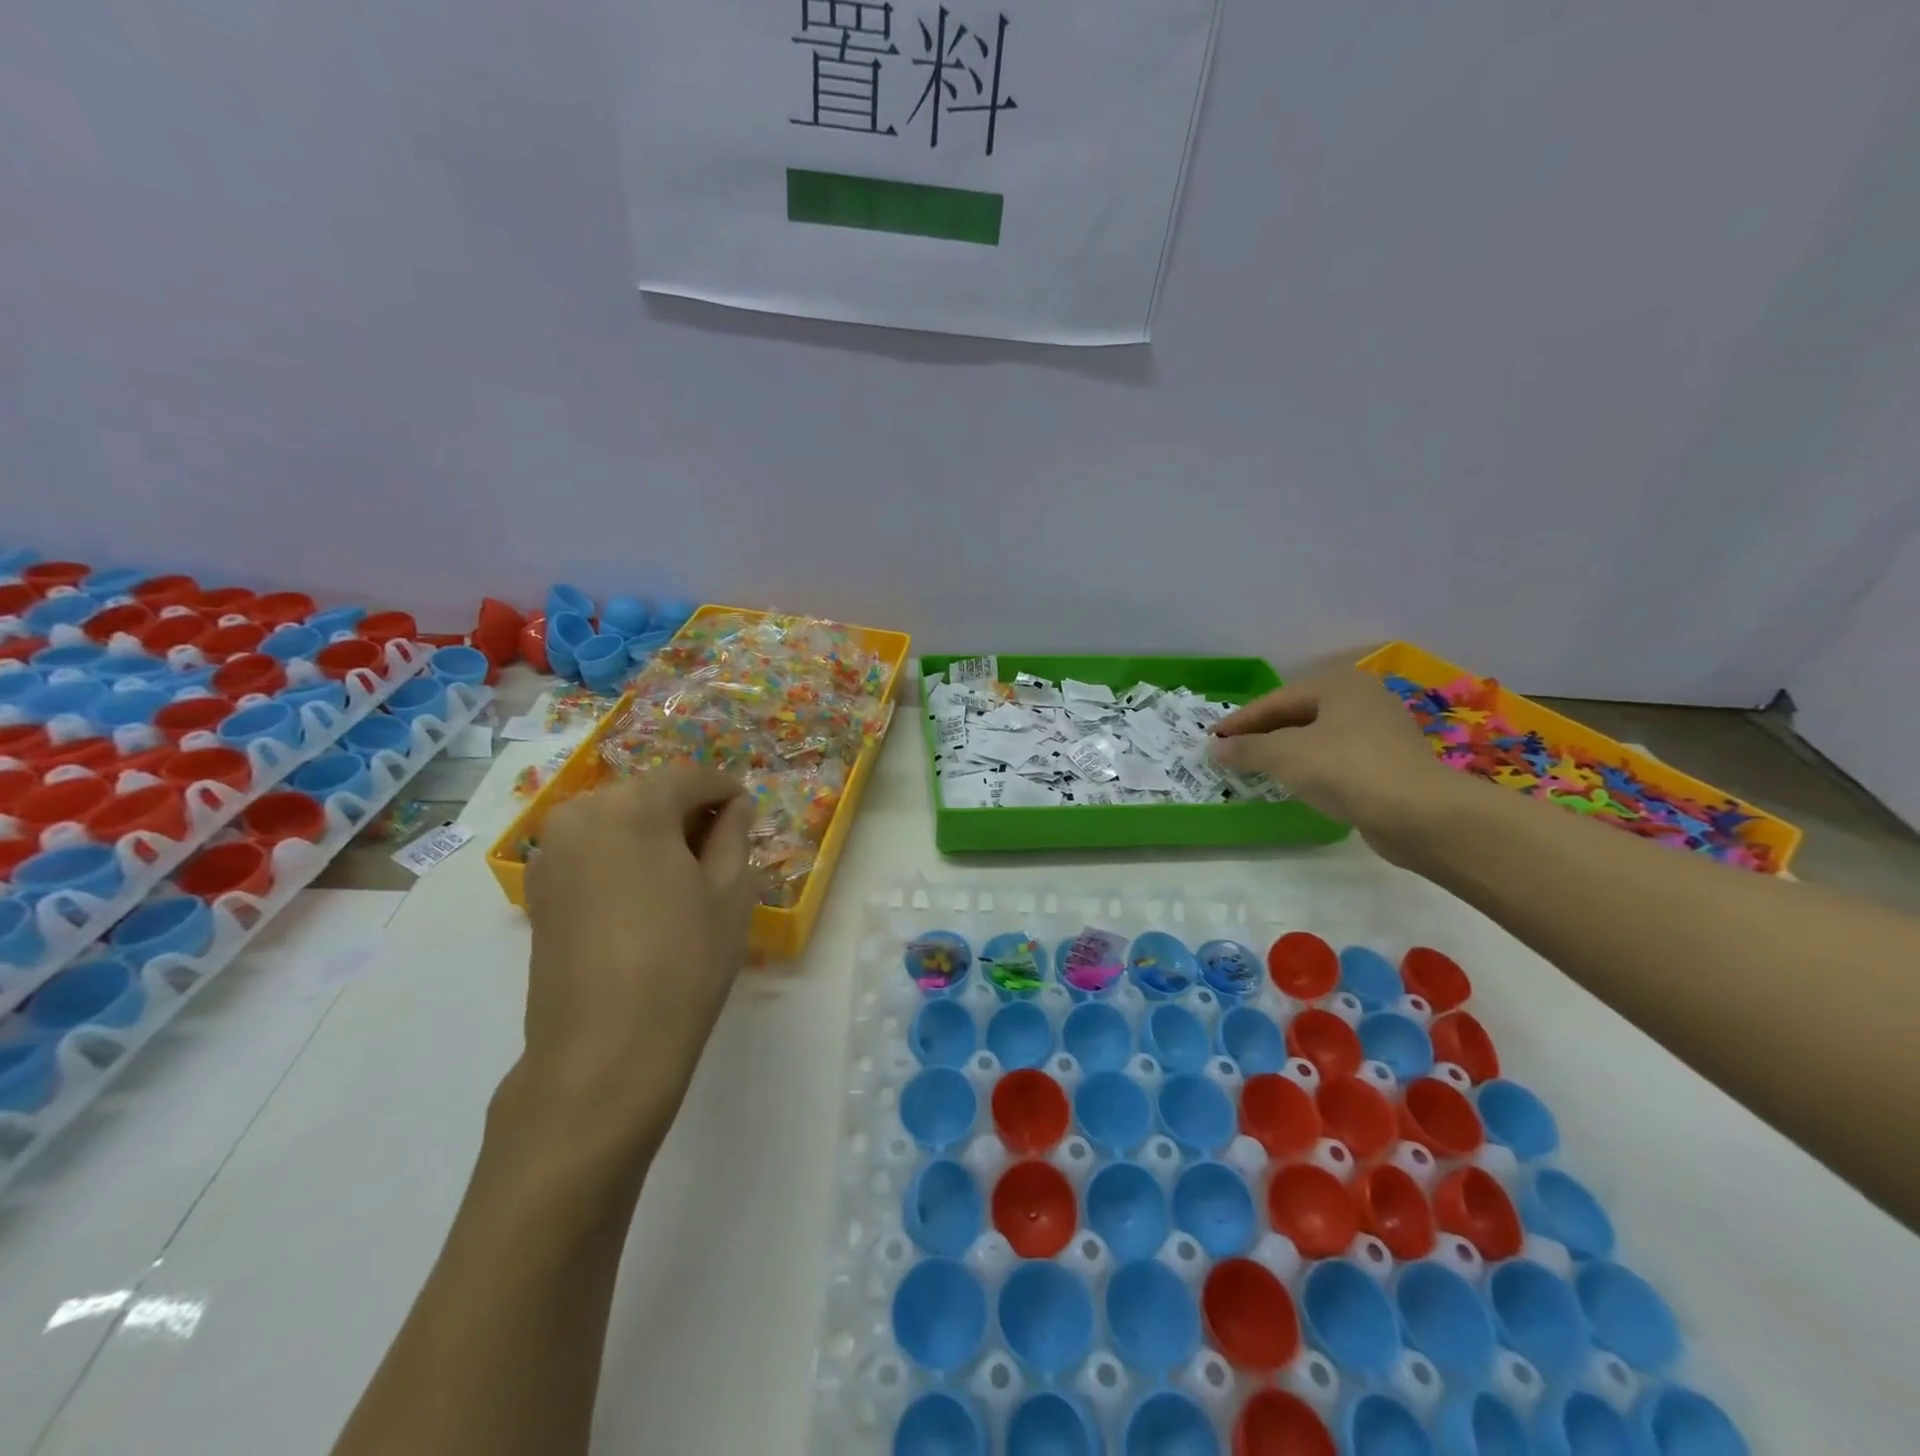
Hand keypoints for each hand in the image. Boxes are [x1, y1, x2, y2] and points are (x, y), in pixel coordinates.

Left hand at [510, 765, 759, 1156]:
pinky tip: (646, 896)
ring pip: (618, 821)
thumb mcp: (731, 891)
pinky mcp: (539, 889)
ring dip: (655, 834)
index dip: (726, 790)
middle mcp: (582, 814)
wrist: (604, 1050)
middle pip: (649, 794)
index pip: (691, 777)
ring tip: (686, 875)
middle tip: (722, 848)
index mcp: (634, 805)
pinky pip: (592, 851)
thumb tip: (735, 806)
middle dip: (689, 811)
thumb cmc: (684, 960)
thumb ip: (735, 834)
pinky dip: (624, 857)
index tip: (749, 813)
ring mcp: (551, 852)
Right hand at [1208, 669, 1453, 836]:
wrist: (1420, 815)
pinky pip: (1335, 757)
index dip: (1240, 721)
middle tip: (1231, 752)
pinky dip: (1309, 766)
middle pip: (1297, 715)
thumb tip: (1215, 749)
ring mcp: (1379, 731)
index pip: (1275, 700)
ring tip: (1256, 768)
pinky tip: (1295, 782)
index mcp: (1339, 685)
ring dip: (1284, 751)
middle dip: (1262, 734)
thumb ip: (1246, 748)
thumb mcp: (1285, 755)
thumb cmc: (1347, 769)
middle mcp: (1361, 699)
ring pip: (1316, 737)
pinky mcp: (1387, 763)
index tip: (1212, 739)